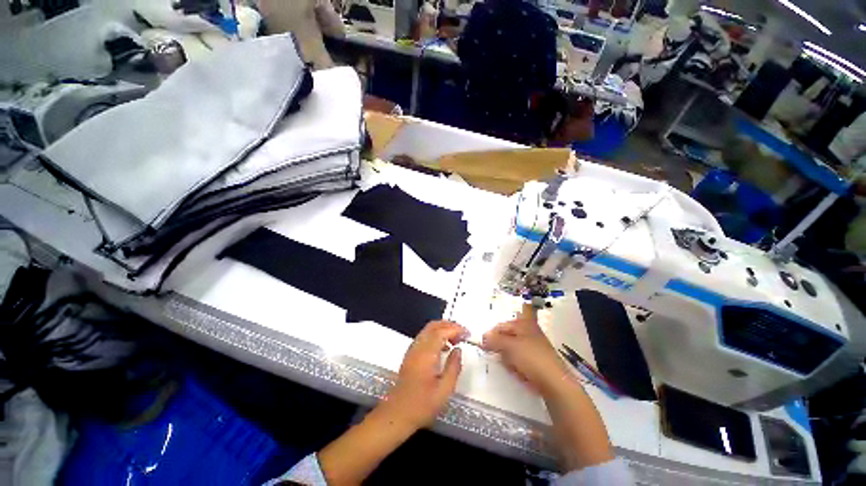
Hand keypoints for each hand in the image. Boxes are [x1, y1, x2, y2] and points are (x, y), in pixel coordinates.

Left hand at [381, 321, 465, 429]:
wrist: (396, 414)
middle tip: (462, 333)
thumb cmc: (422, 405)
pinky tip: (444, 347)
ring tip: (456, 339)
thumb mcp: (444, 390)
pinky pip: (424, 337)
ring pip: (428, 330)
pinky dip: (436, 335)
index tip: (467, 333)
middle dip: (449, 325)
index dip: (456, 329)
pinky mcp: (410, 355)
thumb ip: (453, 367)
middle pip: (433, 326)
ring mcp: (412, 350)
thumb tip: (458, 350)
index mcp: (426, 353)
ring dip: (442, 329)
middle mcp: (418, 347)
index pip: (442, 331)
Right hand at [482, 304, 569, 395]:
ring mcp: (533, 347)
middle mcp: (529, 332)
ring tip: (513, 367)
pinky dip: (517, 367)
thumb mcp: (509, 346)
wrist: (555, 383)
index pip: (501, 326)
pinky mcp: (536, 361)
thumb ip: (494, 340)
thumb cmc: (531, 358)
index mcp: (524, 324)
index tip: (483, 346)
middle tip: (502, 358)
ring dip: (509, 360)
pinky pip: (520, 361)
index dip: (491, 335)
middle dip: (502, 349)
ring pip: (512, 351)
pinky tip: (520, 374)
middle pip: (506, 338)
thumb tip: (483, 337)